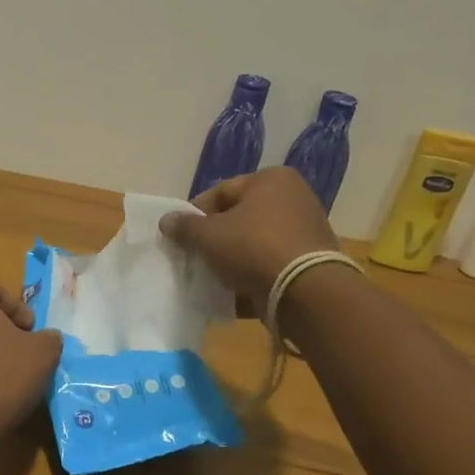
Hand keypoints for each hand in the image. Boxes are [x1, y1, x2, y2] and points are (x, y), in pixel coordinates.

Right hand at [158, 167, 338, 316]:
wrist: (306, 292)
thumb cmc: (253, 248)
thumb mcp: (209, 235)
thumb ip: (184, 226)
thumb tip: (166, 220)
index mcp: (271, 180)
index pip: (221, 192)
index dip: (195, 214)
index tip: (180, 236)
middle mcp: (293, 199)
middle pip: (238, 219)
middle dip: (214, 240)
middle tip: (194, 257)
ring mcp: (305, 232)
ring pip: (253, 245)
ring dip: (231, 261)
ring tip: (211, 278)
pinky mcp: (309, 263)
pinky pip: (270, 266)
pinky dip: (251, 277)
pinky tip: (232, 294)